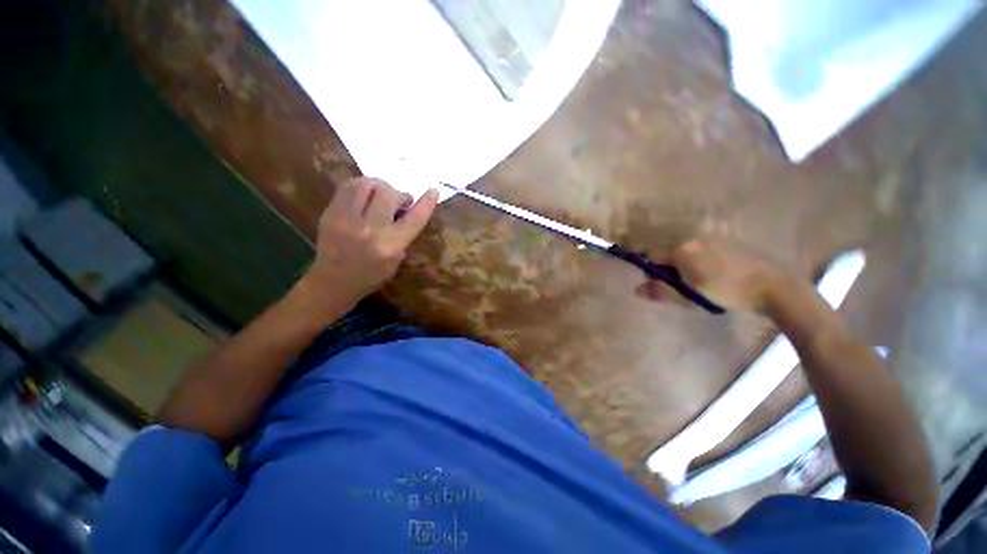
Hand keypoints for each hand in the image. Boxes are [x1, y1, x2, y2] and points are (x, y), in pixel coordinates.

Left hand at [298, 177, 438, 312]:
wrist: (332, 282)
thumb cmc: (371, 275)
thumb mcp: (396, 260)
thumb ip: (403, 234)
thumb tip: (406, 208)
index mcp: (390, 246)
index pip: (414, 218)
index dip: (426, 203)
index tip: (433, 191)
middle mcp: (369, 230)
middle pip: (388, 194)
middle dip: (398, 194)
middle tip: (399, 201)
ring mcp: (346, 219)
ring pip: (366, 184)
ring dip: (379, 186)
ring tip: (381, 194)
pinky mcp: (330, 213)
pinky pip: (348, 187)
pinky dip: (361, 186)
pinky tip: (365, 194)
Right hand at [635, 238, 787, 313]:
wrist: (775, 286)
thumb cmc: (728, 292)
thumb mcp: (690, 296)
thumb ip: (662, 291)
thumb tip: (637, 289)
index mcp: (682, 250)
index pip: (651, 254)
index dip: (650, 268)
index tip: (659, 282)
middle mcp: (693, 239)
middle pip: (668, 252)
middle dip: (668, 268)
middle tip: (682, 286)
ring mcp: (712, 238)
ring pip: (686, 251)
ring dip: (684, 265)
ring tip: (700, 283)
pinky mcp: (727, 241)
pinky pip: (702, 250)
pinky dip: (700, 261)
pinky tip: (716, 275)